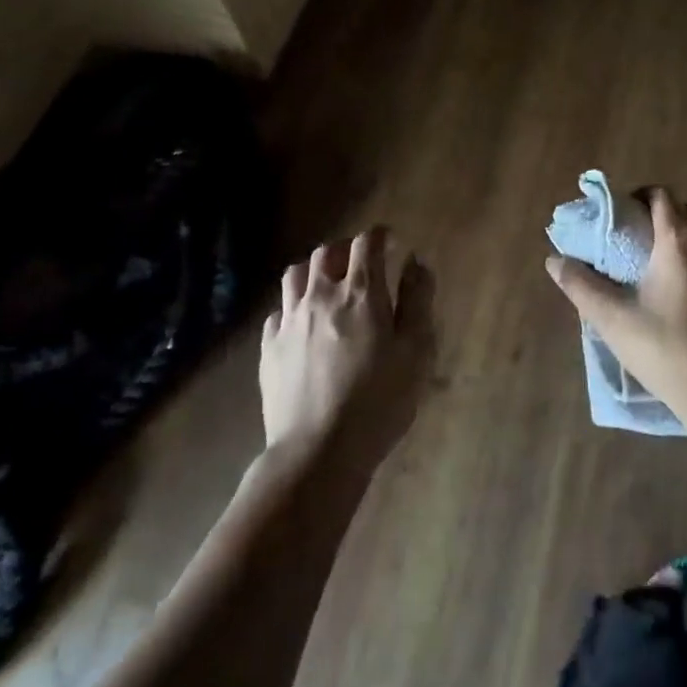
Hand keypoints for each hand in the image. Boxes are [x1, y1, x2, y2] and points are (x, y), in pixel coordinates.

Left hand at [260, 228, 433, 464]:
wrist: (318, 451)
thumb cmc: (379, 400)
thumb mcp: (416, 351)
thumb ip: (418, 300)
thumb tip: (415, 262)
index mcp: (361, 292)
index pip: (366, 243)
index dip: (380, 236)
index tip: (391, 243)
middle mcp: (321, 295)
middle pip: (327, 252)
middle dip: (346, 249)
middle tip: (361, 264)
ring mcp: (289, 320)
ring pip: (296, 273)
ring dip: (315, 270)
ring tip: (328, 284)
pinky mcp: (269, 347)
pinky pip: (278, 310)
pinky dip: (293, 306)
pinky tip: (303, 323)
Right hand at [545, 188, 686, 420]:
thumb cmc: (666, 351)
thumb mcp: (613, 320)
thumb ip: (580, 285)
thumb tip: (554, 260)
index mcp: (679, 241)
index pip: (662, 195)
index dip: (641, 197)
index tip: (624, 216)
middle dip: (664, 217)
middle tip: (642, 243)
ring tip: (668, 271)